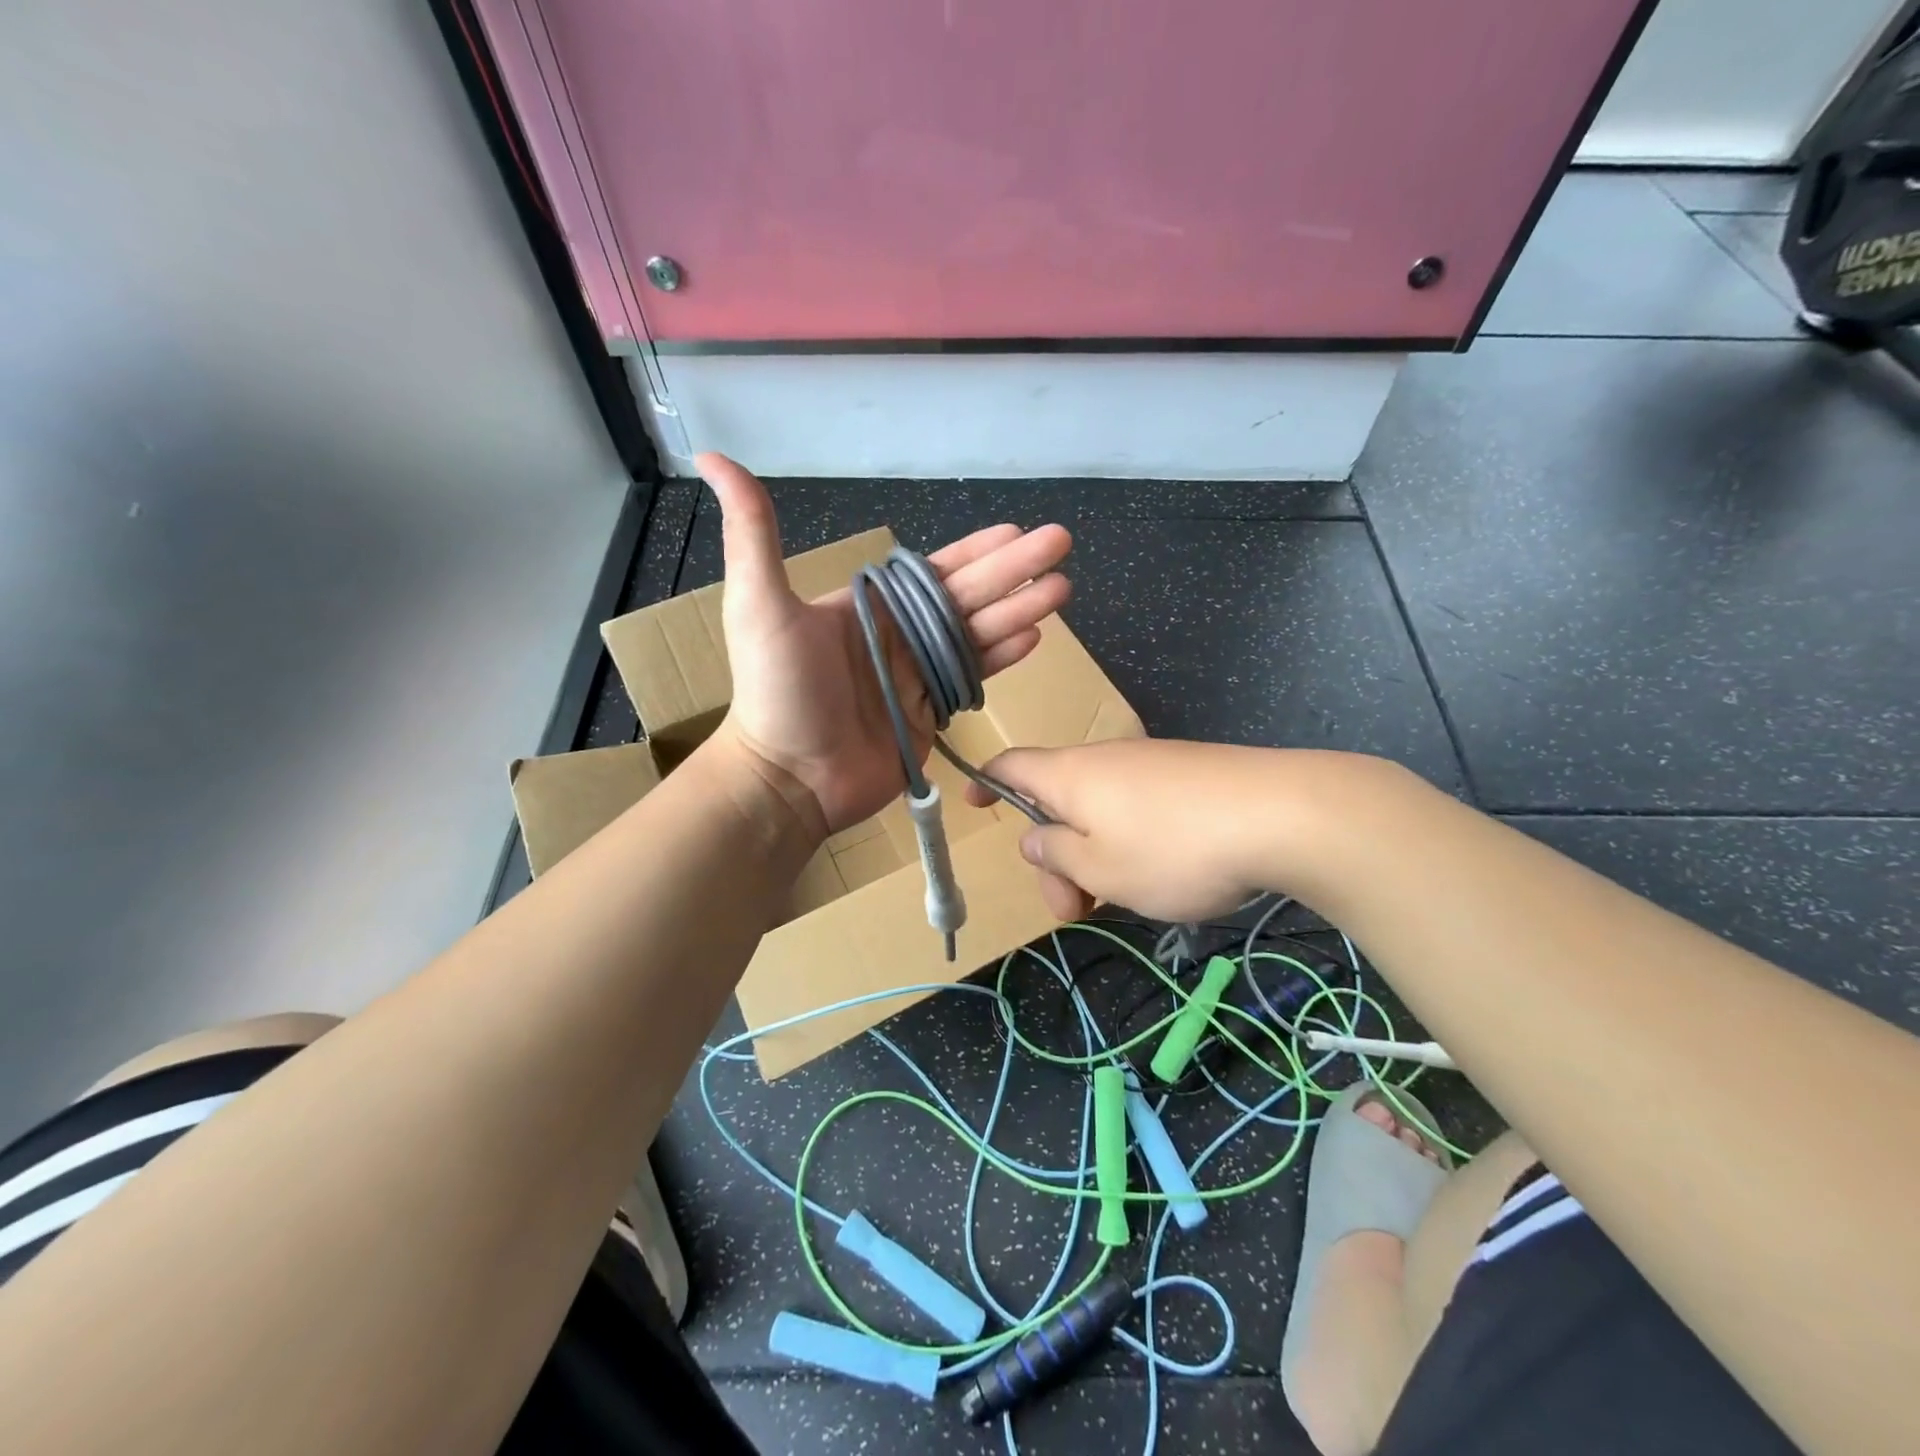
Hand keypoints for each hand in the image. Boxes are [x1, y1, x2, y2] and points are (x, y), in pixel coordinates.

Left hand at [701, 454, 1071, 836]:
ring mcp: (916, 677)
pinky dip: (1001, 658)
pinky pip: (972, 679)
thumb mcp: (758, 604)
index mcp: (870, 607)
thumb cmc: (776, 692)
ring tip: (1062, 590)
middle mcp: (899, 636)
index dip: (975, 549)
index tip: (1015, 528)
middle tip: (1061, 544)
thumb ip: (753, 533)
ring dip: (1020, 609)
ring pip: (977, 634)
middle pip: (967, 596)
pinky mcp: (929, 716)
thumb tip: (713, 457)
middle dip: (1015, 570)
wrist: (789, 779)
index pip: (933, 570)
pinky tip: (1033, 638)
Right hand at [964, 740, 1363, 922]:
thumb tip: (1034, 835)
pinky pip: (1137, 809)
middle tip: (1073, 911)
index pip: (1011, 766)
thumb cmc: (1172, 848)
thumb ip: (1055, 852)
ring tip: (1123, 903)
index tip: (973, 805)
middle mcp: (1105, 760)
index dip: (985, 783)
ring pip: (1100, 812)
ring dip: (1093, 859)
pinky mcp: (1189, 777)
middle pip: (1057, 802)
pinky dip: (1128, 844)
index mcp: (1070, 776)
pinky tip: (1161, 878)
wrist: (1283, 815)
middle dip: (1055, 858)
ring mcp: (1150, 765)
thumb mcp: (1099, 868)